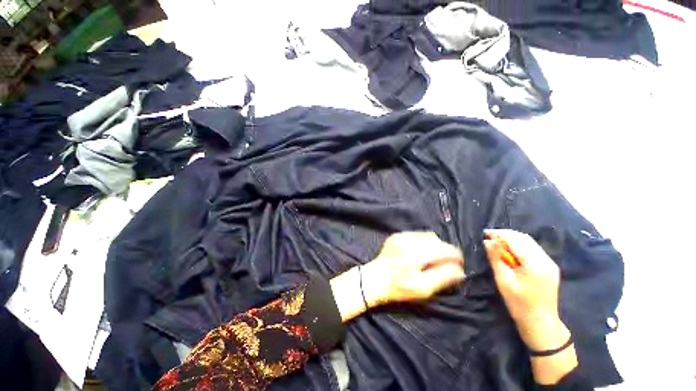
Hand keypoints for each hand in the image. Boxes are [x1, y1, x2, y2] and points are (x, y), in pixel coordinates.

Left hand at [361, 232, 464, 306]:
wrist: (375, 279)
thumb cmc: (398, 287)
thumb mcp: (422, 289)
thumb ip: (442, 277)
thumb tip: (460, 271)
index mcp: (415, 253)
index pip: (444, 249)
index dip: (456, 257)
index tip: (459, 265)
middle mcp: (408, 240)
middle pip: (437, 240)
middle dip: (445, 251)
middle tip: (444, 264)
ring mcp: (401, 236)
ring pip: (428, 236)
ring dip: (434, 245)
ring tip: (431, 259)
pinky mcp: (397, 235)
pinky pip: (417, 235)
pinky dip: (423, 242)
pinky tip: (419, 253)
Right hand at [483, 229, 569, 351]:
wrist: (540, 322)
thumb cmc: (519, 304)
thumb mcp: (503, 281)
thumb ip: (496, 258)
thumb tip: (488, 241)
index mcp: (535, 263)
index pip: (516, 240)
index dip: (499, 234)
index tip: (484, 234)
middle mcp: (545, 259)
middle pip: (524, 238)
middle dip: (505, 235)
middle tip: (489, 238)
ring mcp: (550, 262)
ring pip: (529, 242)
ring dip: (512, 239)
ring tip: (497, 243)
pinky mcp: (550, 266)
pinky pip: (533, 249)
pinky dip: (519, 246)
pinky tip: (510, 251)